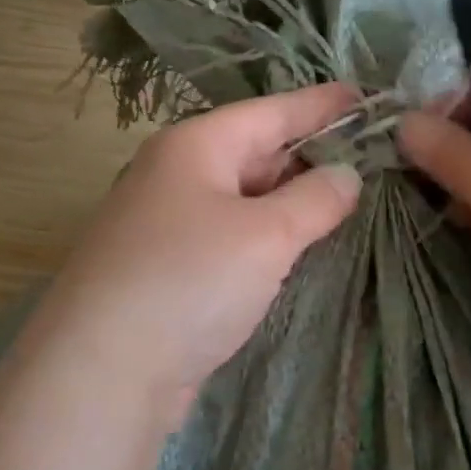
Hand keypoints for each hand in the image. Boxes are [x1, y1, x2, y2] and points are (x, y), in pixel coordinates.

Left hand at [16, 85, 363, 432]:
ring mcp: (166, 222)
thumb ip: (315, 199)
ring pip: (242, 196)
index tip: (366, 96)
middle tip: (369, 156)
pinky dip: (265, 233)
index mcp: (195, 146)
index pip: (272, 111)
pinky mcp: (166, 267)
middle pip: (255, 150)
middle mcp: (175, 174)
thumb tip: (346, 174)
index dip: (321, 104)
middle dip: (309, 153)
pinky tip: (295, 243)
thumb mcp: (266, 235)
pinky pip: (229, 233)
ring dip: (289, 197)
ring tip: (344, 196)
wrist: (101, 372)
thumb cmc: (189, 281)